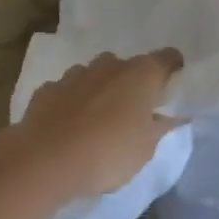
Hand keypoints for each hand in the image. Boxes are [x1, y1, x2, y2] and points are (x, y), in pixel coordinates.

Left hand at [1, 50, 184, 199]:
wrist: (45, 161)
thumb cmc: (107, 153)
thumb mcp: (145, 149)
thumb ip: (160, 128)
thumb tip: (172, 116)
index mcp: (140, 74)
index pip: (167, 58)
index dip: (172, 69)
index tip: (173, 86)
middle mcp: (109, 65)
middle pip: (128, 67)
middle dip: (131, 85)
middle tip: (133, 114)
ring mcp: (75, 74)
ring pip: (95, 76)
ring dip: (100, 92)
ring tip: (98, 123)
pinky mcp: (48, 88)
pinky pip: (68, 91)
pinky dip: (73, 103)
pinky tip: (68, 128)